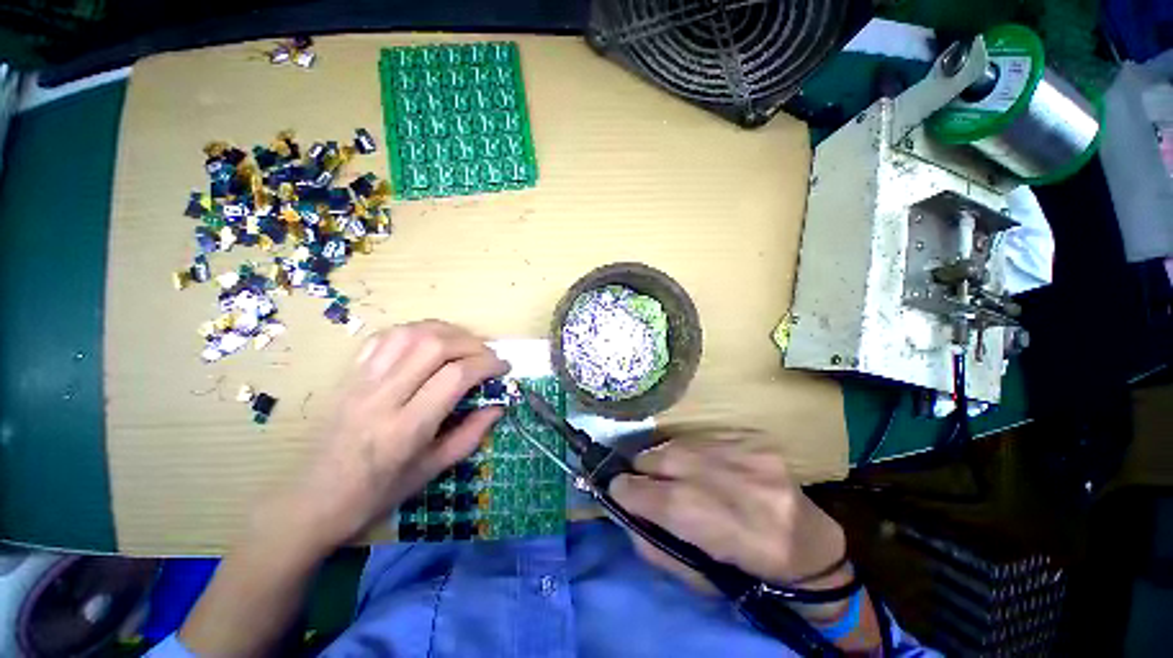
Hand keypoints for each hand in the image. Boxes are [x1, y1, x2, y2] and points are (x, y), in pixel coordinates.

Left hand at [284, 320, 508, 550]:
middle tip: (488, 355)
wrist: (313, 501)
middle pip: (434, 345)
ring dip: (447, 331)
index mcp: (406, 428)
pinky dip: (416, 331)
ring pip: (410, 333)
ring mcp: (362, 381)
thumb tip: (499, 406)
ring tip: (464, 344)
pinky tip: (430, 342)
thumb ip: (471, 435)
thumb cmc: (377, 493)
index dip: (487, 364)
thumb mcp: (432, 471)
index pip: (455, 376)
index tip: (504, 368)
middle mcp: (383, 397)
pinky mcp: (350, 374)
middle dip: (472, 343)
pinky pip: (385, 337)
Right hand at [610, 429, 846, 591]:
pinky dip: (688, 451)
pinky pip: (701, 438)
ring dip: (663, 458)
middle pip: (663, 460)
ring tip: (666, 473)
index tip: (616, 490)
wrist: (810, 546)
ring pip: (679, 445)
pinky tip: (697, 465)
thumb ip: (652, 544)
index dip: (625, 490)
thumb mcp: (697, 578)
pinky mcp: (754, 440)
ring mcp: (748, 455)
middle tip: (639, 480)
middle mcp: (736, 485)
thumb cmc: (750, 573)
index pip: (654, 497)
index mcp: (724, 531)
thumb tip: (620, 510)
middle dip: (641, 469)